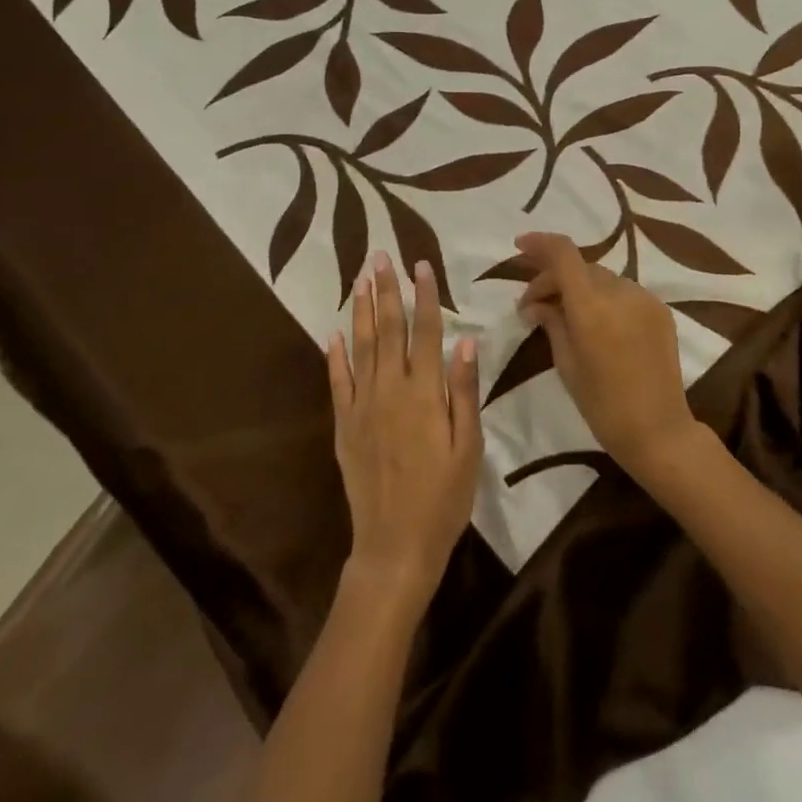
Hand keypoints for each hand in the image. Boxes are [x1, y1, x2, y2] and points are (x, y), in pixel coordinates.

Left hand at [328, 252, 482, 607]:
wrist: (395, 545)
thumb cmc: (444, 497)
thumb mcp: (469, 446)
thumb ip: (464, 391)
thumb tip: (465, 340)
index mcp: (425, 393)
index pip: (426, 331)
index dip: (424, 296)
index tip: (421, 264)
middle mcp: (390, 390)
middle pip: (388, 329)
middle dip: (386, 290)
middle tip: (380, 256)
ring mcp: (362, 406)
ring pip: (360, 347)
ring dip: (360, 310)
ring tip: (359, 279)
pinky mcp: (344, 426)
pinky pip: (337, 383)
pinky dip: (334, 356)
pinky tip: (333, 332)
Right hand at [516, 233, 700, 480]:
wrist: (658, 429)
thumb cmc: (602, 404)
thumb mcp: (566, 363)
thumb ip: (551, 323)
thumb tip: (534, 305)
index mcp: (592, 307)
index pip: (564, 254)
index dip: (540, 244)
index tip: (520, 245)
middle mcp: (621, 292)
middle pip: (581, 267)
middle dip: (554, 277)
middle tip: (533, 304)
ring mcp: (645, 299)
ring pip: (603, 278)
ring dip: (580, 287)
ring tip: (564, 313)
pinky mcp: (661, 310)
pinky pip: (624, 292)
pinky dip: (604, 298)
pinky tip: (596, 322)